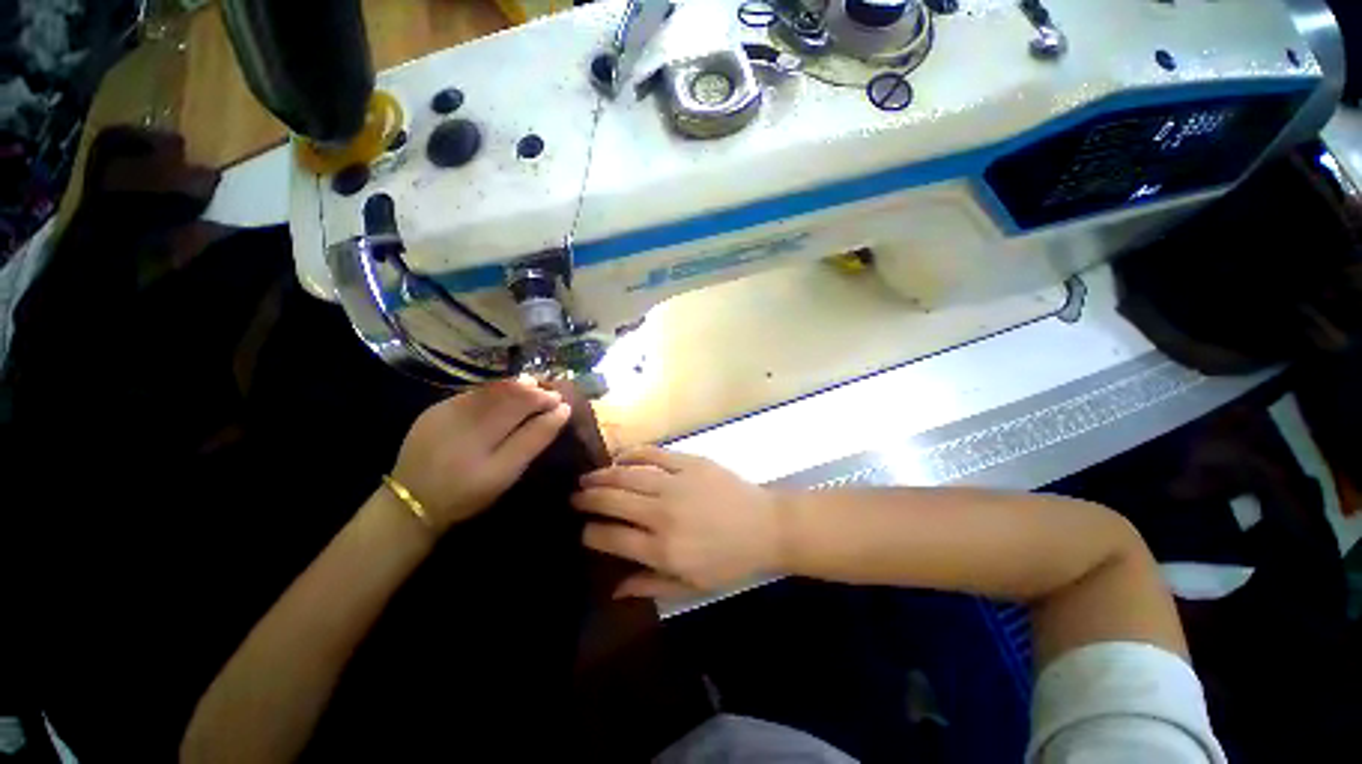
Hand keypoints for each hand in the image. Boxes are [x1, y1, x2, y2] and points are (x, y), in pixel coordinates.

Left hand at [391, 380, 569, 530]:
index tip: (562, 402)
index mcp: (481, 433)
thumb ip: (535, 439)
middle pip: (507, 390)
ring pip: (491, 388)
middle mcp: (462, 414)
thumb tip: (562, 410)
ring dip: (517, 387)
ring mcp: (445, 408)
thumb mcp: (506, 473)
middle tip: (552, 395)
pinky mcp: (436, 409)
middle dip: (534, 390)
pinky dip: (496, 392)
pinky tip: (506, 397)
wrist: (410, 501)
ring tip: (534, 391)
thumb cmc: (467, 493)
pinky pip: (475, 393)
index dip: (545, 398)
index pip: (522, 402)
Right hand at [572, 447, 781, 598]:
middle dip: (587, 499)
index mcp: (662, 549)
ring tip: (588, 478)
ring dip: (602, 476)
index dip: (591, 533)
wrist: (766, 526)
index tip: (583, 529)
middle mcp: (662, 513)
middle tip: (575, 497)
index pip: (611, 538)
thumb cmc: (731, 561)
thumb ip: (650, 586)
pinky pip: (653, 454)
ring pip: (627, 475)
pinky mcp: (689, 462)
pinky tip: (620, 457)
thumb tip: (613, 589)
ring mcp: (675, 483)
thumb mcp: (692, 586)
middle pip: (612, 501)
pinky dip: (632, 454)